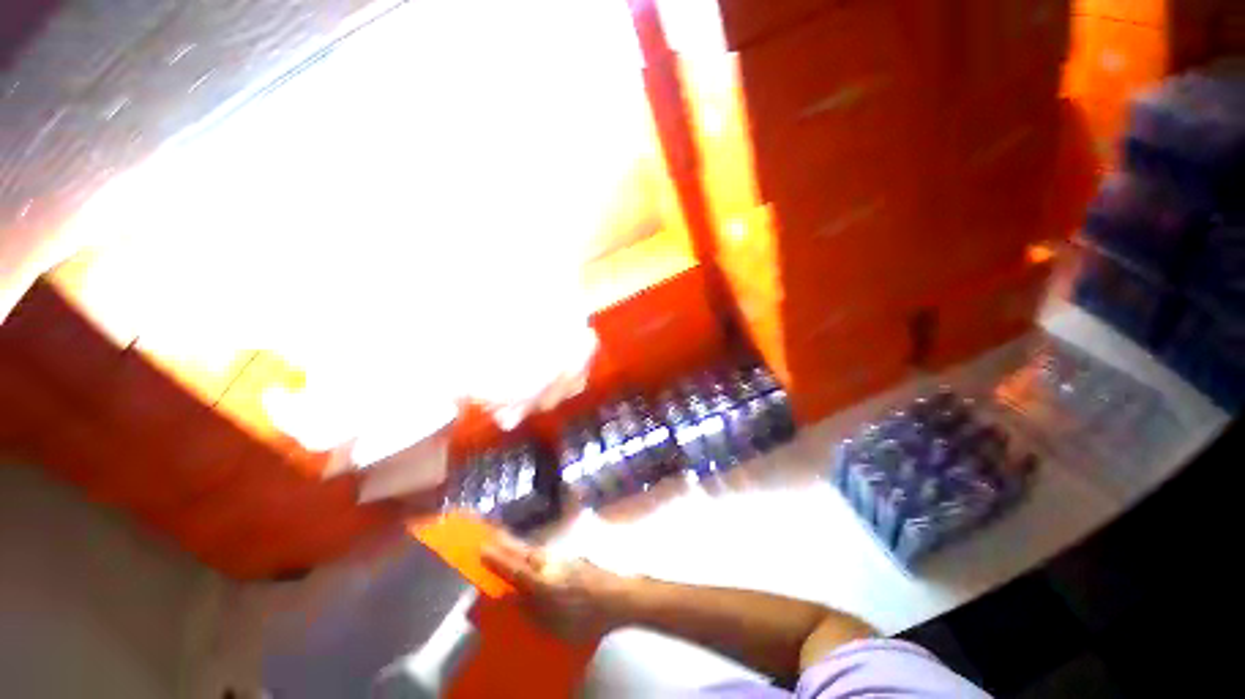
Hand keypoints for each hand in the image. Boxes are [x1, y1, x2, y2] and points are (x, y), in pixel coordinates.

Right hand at [481, 535, 631, 642]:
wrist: (616, 596)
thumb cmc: (584, 616)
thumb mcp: (553, 624)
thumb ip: (529, 608)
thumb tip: (509, 595)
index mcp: (542, 582)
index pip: (513, 568)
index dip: (496, 559)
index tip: (480, 547)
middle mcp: (549, 564)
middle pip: (523, 551)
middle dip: (505, 543)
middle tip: (489, 534)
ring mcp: (562, 558)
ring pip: (534, 549)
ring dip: (518, 545)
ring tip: (504, 540)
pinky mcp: (571, 558)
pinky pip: (545, 552)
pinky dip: (532, 550)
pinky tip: (531, 553)